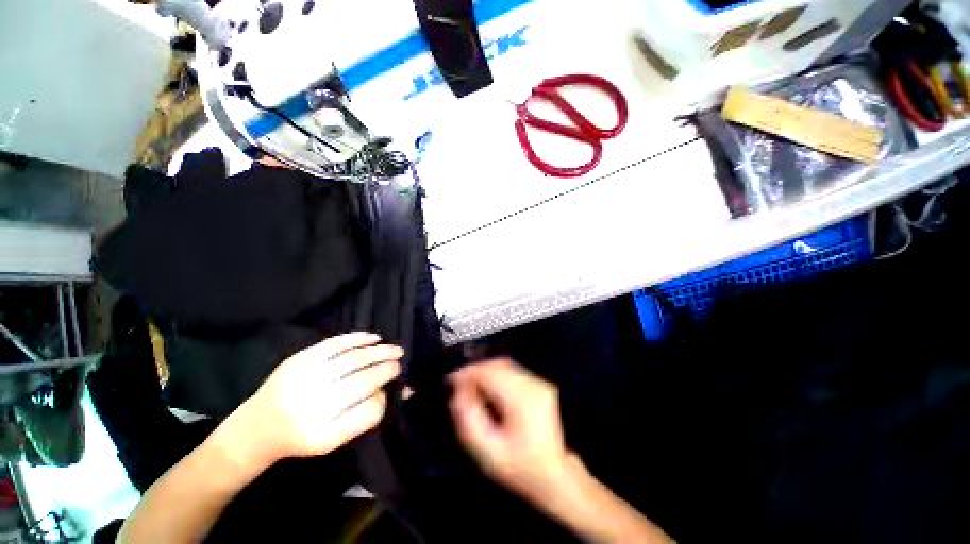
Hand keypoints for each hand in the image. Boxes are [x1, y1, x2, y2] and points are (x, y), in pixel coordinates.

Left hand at [230, 332, 402, 464]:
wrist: (256, 427)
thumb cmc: (302, 436)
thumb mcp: (335, 438)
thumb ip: (369, 414)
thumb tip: (404, 391)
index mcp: (323, 434)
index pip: (368, 412)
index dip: (387, 397)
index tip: (397, 388)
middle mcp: (312, 407)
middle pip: (362, 382)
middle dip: (387, 369)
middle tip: (400, 362)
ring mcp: (303, 380)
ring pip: (352, 360)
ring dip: (378, 352)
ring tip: (395, 350)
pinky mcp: (297, 360)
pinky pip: (335, 344)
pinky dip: (358, 338)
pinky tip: (374, 338)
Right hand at [448, 358, 572, 500]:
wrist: (555, 476)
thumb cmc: (520, 469)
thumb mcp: (488, 453)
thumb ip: (469, 421)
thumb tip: (457, 393)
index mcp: (522, 401)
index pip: (490, 373)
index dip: (469, 373)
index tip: (452, 381)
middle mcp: (533, 385)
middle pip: (498, 365)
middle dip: (476, 371)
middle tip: (459, 385)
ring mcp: (539, 383)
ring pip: (505, 366)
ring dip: (486, 373)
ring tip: (472, 388)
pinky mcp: (540, 385)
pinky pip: (513, 372)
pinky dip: (497, 376)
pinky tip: (489, 391)